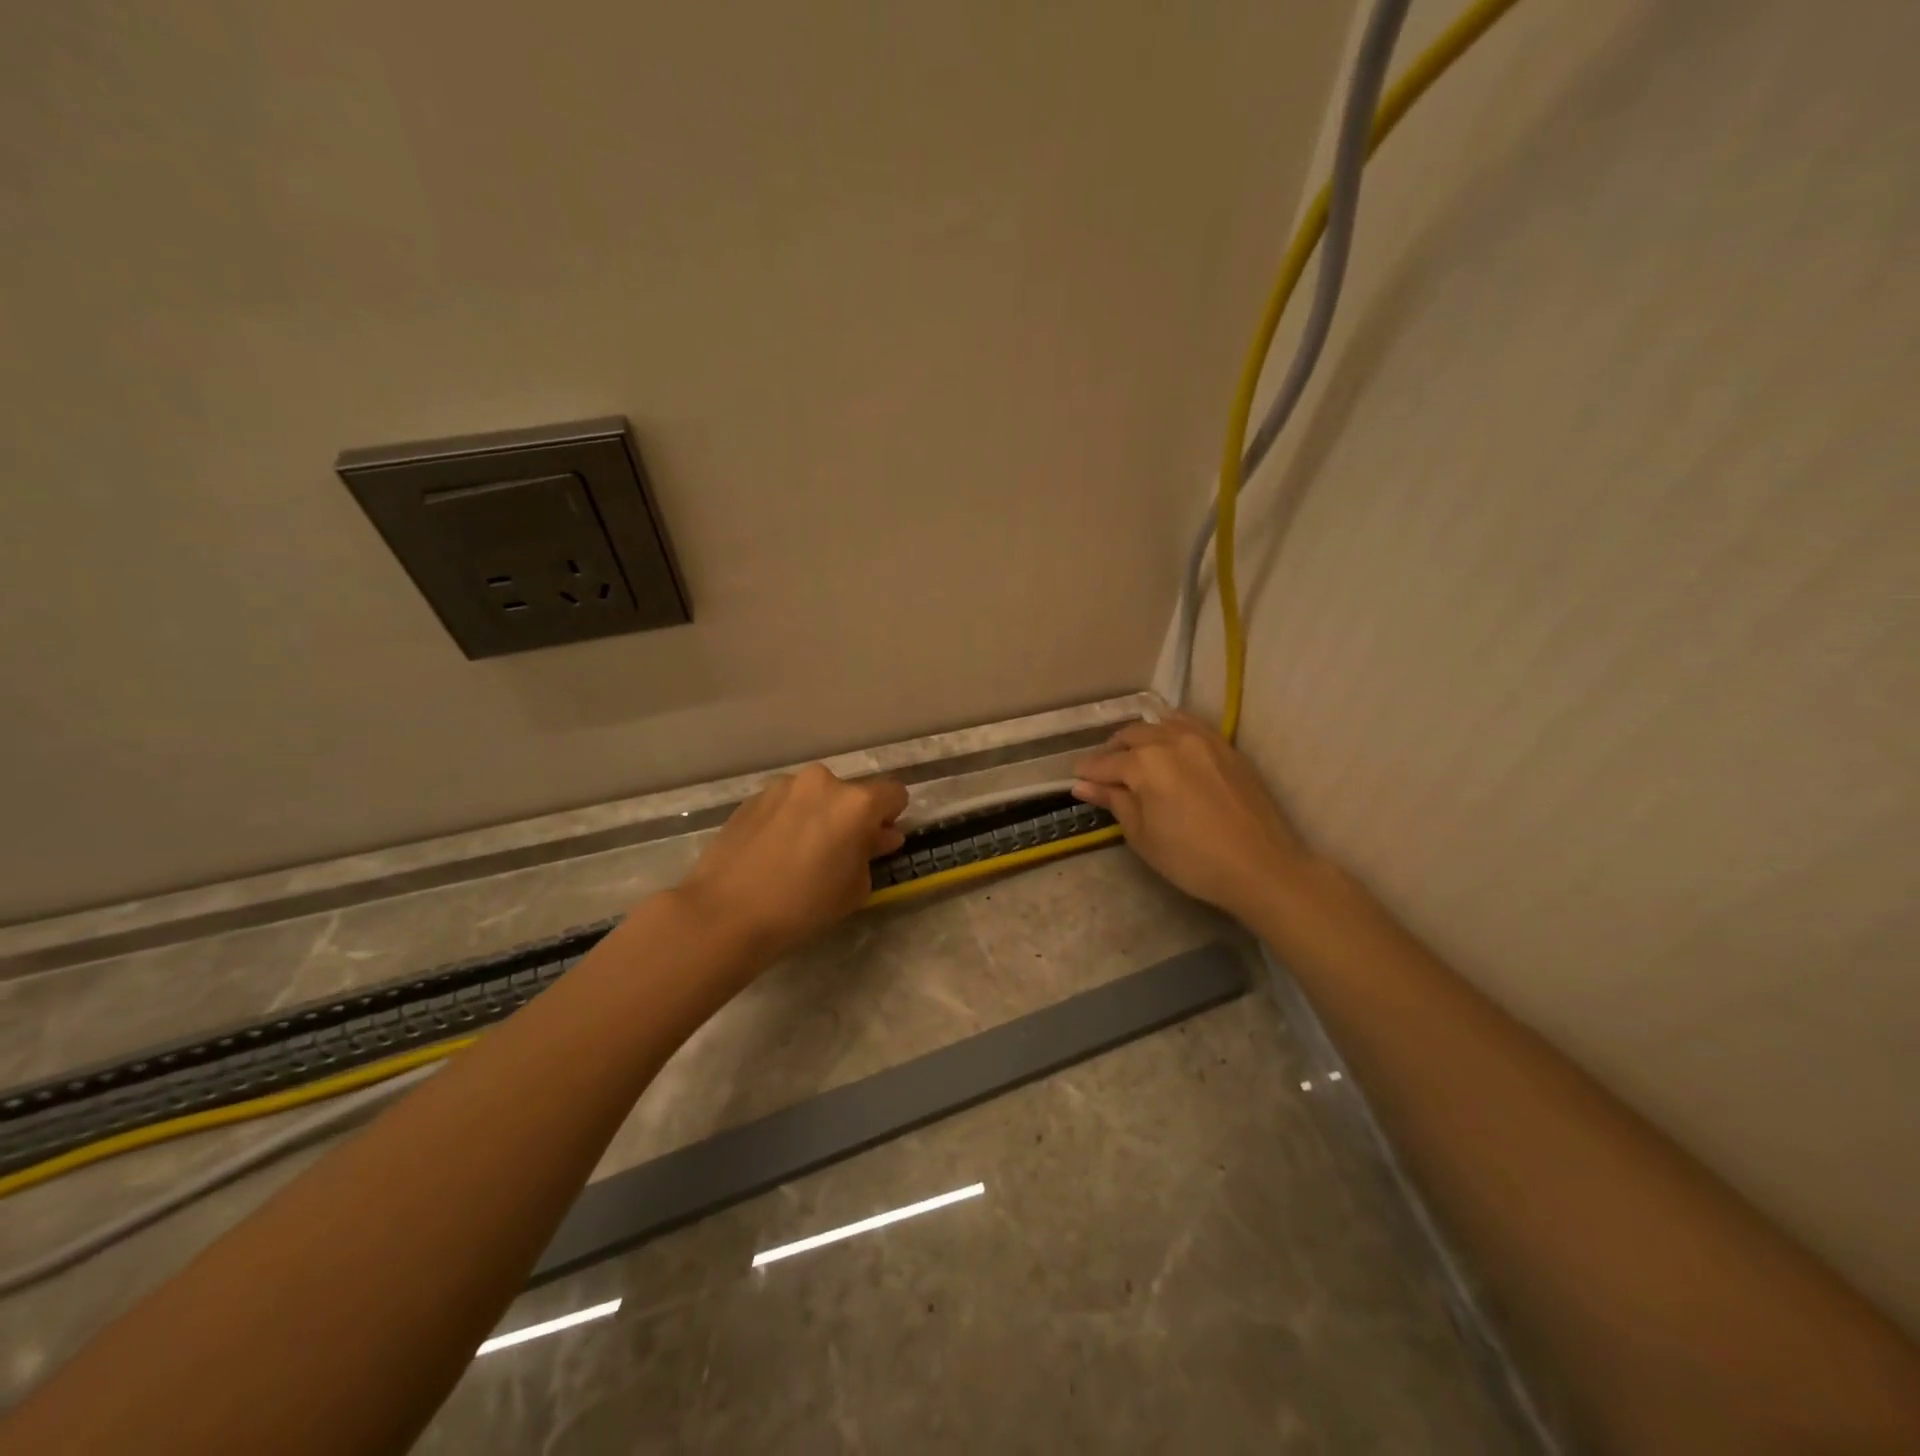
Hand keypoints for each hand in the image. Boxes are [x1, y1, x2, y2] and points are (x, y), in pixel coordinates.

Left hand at [675, 765, 907, 962]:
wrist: (724, 913)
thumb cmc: (802, 906)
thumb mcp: (854, 889)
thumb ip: (872, 853)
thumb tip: (879, 837)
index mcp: (855, 802)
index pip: (894, 794)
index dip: (892, 817)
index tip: (878, 842)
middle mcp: (822, 782)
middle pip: (852, 794)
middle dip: (852, 818)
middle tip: (838, 854)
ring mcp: (783, 786)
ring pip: (816, 796)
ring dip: (819, 816)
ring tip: (800, 855)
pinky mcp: (752, 798)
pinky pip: (786, 804)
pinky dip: (789, 820)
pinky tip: (773, 853)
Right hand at [1072, 711, 1310, 917]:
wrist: (1260, 866)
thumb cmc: (1192, 859)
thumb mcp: (1143, 836)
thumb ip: (1114, 802)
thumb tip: (1083, 785)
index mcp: (1145, 764)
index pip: (1106, 763)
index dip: (1088, 772)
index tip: (1076, 779)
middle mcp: (1171, 740)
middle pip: (1131, 736)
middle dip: (1112, 751)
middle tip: (1104, 772)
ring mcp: (1202, 739)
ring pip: (1160, 725)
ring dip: (1140, 738)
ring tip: (1134, 757)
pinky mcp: (1226, 746)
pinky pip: (1189, 725)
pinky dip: (1170, 729)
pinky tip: (1168, 744)